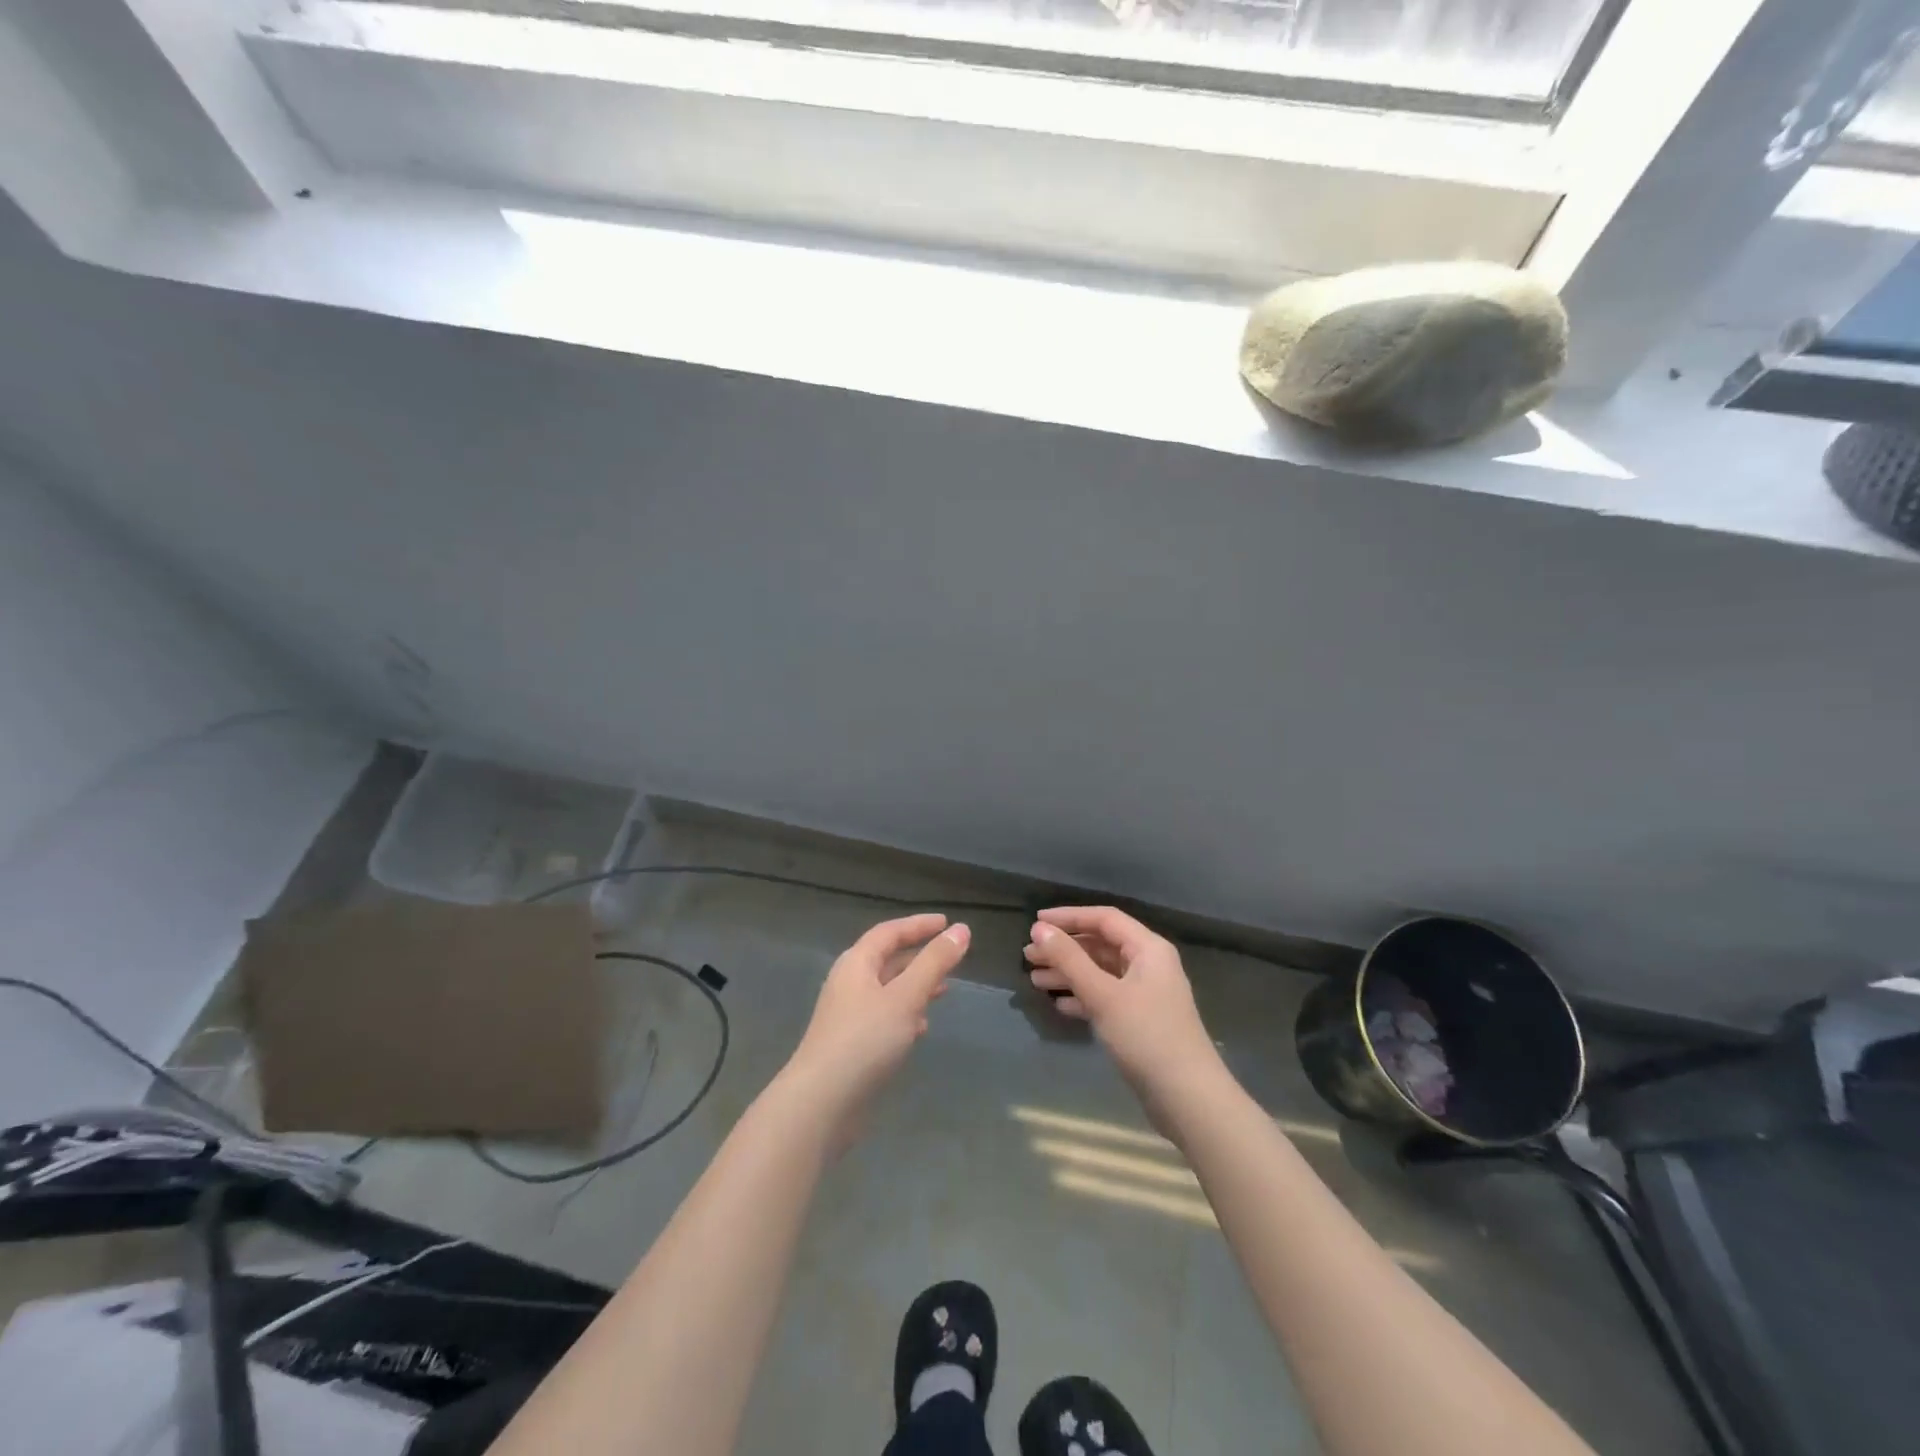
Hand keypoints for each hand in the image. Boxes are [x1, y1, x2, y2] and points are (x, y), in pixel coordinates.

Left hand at [786, 914, 970, 1122]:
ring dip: (915, 986)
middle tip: (951, 958)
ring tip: (944, 991)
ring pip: (887, 990)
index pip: (889, 932)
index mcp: (856, 964)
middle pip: (887, 959)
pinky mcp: (852, 1045)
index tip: (947, 923)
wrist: (821, 1104)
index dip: (918, 925)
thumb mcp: (906, 996)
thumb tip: (962, 929)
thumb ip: (935, 962)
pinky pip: (884, 1017)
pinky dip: (905, 1014)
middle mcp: (849, 984)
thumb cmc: (864, 1040)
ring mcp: (848, 1016)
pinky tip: (921, 1028)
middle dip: (919, 957)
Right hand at [1025, 906, 1224, 1110]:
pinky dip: (1083, 997)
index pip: (1104, 919)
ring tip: (1035, 980)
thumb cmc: (1145, 1036)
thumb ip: (1069, 959)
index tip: (1036, 923)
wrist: (1187, 1098)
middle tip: (1029, 955)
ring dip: (1069, 973)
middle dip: (1064, 948)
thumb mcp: (1102, 994)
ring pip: (1101, 972)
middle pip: (1101, 945)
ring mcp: (1147, 994)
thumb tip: (1039, 929)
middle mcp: (1150, 965)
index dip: (1069, 917)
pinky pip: (1107, 997)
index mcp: (1148, 949)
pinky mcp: (1142, 1021)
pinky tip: (1060, 1006)